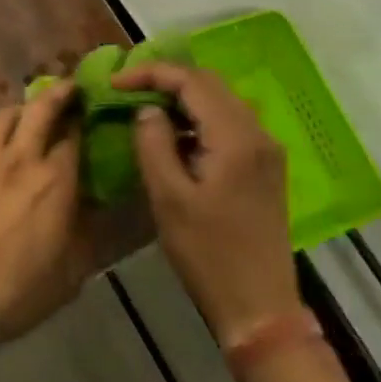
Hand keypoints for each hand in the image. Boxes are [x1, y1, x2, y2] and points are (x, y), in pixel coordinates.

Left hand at [0, 81, 88, 342]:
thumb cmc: (16, 290)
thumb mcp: (68, 275)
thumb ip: (84, 235)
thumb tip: (94, 211)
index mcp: (55, 182)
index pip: (74, 136)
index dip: (84, 120)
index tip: (91, 112)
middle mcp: (21, 159)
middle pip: (40, 109)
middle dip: (58, 94)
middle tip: (68, 88)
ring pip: (5, 115)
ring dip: (22, 109)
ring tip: (28, 114)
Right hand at [111, 62, 298, 344]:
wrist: (259, 307)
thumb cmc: (208, 253)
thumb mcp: (169, 198)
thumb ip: (154, 144)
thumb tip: (147, 110)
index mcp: (236, 138)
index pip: (192, 82)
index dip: (150, 74)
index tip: (114, 82)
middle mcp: (258, 134)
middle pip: (210, 85)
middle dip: (166, 80)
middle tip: (127, 90)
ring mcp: (266, 151)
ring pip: (221, 102)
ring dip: (182, 98)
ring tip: (144, 107)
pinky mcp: (264, 168)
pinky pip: (228, 124)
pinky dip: (198, 119)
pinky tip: (173, 136)